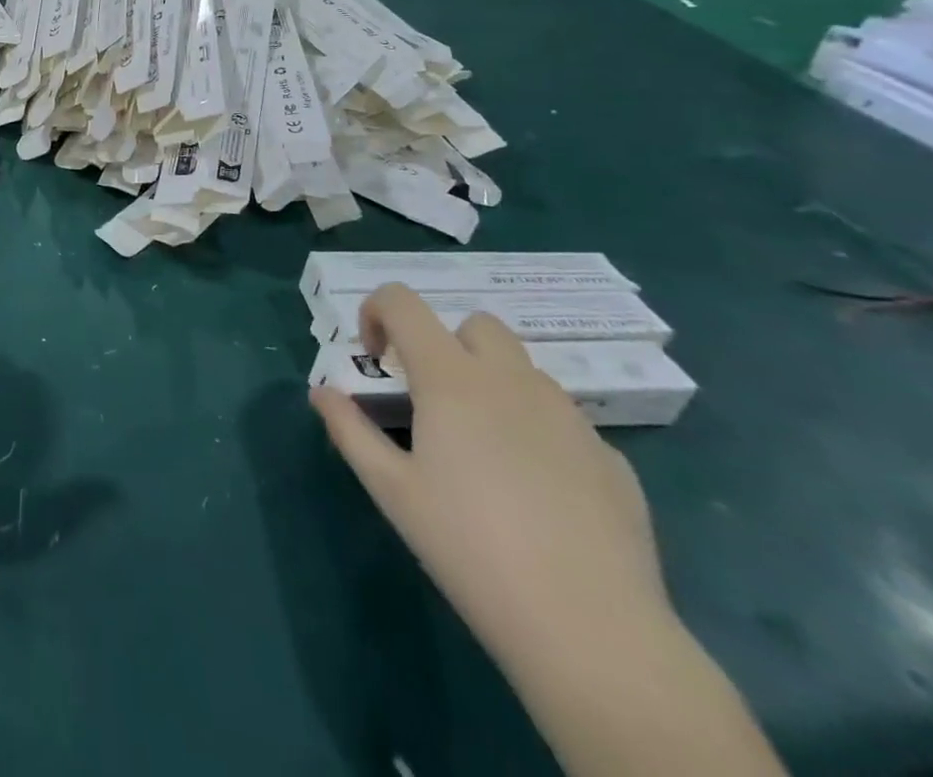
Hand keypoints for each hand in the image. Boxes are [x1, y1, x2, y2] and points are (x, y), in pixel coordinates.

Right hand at [309, 284, 670, 676]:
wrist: (591, 630)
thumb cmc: (469, 547)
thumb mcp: (391, 489)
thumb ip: (349, 429)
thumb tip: (321, 392)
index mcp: (452, 379)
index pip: (403, 302)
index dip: (377, 313)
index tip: (375, 359)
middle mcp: (513, 381)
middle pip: (475, 325)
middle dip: (444, 344)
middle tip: (431, 401)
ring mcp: (570, 417)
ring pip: (523, 371)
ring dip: (492, 385)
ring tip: (482, 450)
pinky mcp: (611, 459)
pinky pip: (562, 421)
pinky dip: (536, 432)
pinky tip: (534, 494)